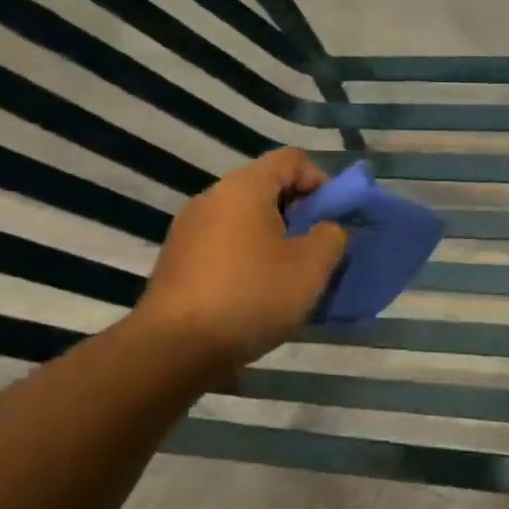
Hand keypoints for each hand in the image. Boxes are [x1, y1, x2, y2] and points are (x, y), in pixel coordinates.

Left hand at [133, 150, 347, 376]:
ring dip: (276, 237)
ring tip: (291, 273)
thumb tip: (326, 230)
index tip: (334, 218)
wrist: (174, 350)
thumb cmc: (252, 295)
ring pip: (246, 218)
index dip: (322, 181)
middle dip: (300, 212)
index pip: (292, 159)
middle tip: (318, 248)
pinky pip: (226, 243)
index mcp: (244, 187)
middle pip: (267, 187)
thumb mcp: (312, 266)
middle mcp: (212, 198)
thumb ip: (331, 236)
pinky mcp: (179, 261)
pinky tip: (259, 291)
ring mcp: (189, 230)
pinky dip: (249, 256)